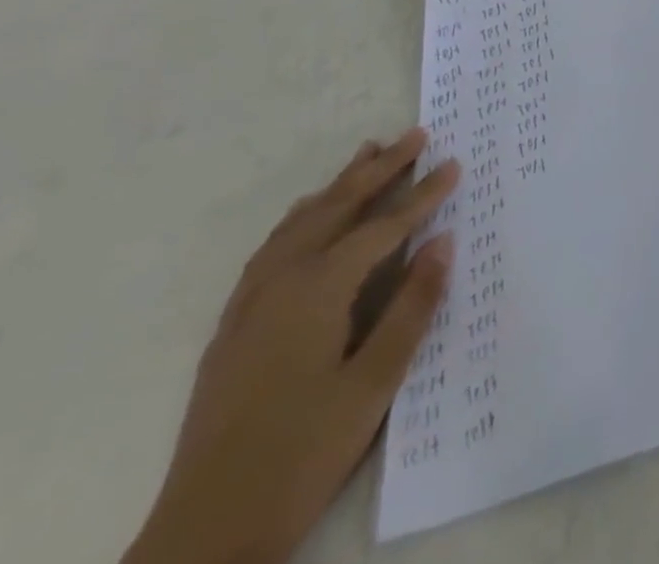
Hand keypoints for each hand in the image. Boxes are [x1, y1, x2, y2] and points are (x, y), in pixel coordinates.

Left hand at [124, 128, 460, 563]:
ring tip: (365, 155)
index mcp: (317, 292)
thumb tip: (443, 241)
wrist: (204, 534)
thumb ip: (412, 306)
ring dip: (337, 186)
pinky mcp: (233, 329)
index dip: (422, 194)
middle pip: (336, 209)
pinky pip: (272, 249)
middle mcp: (280, 284)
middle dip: (379, 169)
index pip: (382, 227)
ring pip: (300, 224)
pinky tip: (307, 219)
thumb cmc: (302, 454)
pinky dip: (301, 219)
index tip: (454, 163)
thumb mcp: (374, 383)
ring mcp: (249, 306)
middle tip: (414, 134)